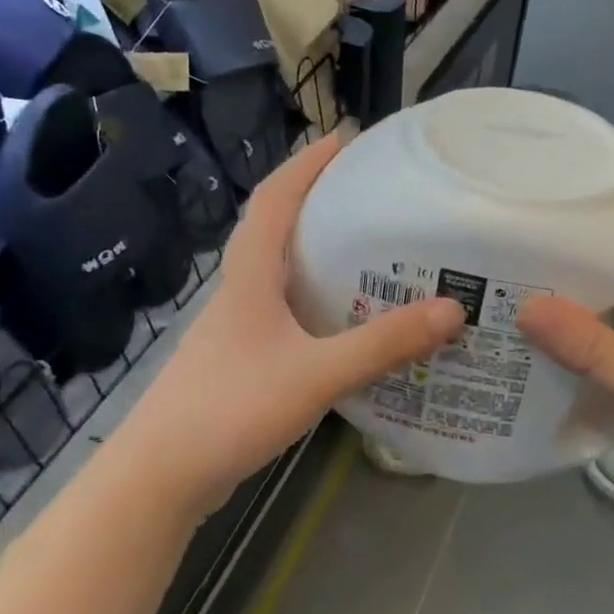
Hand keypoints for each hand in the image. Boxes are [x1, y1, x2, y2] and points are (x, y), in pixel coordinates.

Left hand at [119, 134, 465, 517]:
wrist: (160, 476)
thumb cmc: (230, 409)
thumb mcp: (316, 374)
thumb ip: (383, 345)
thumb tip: (453, 310)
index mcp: (250, 277)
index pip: (275, 199)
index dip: (306, 164)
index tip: (343, 137)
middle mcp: (240, 292)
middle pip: (276, 228)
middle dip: (316, 200)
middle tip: (368, 192)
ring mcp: (236, 329)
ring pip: (278, 273)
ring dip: (315, 251)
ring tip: (367, 249)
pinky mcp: (241, 361)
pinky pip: (284, 312)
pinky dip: (314, 300)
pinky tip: (344, 322)